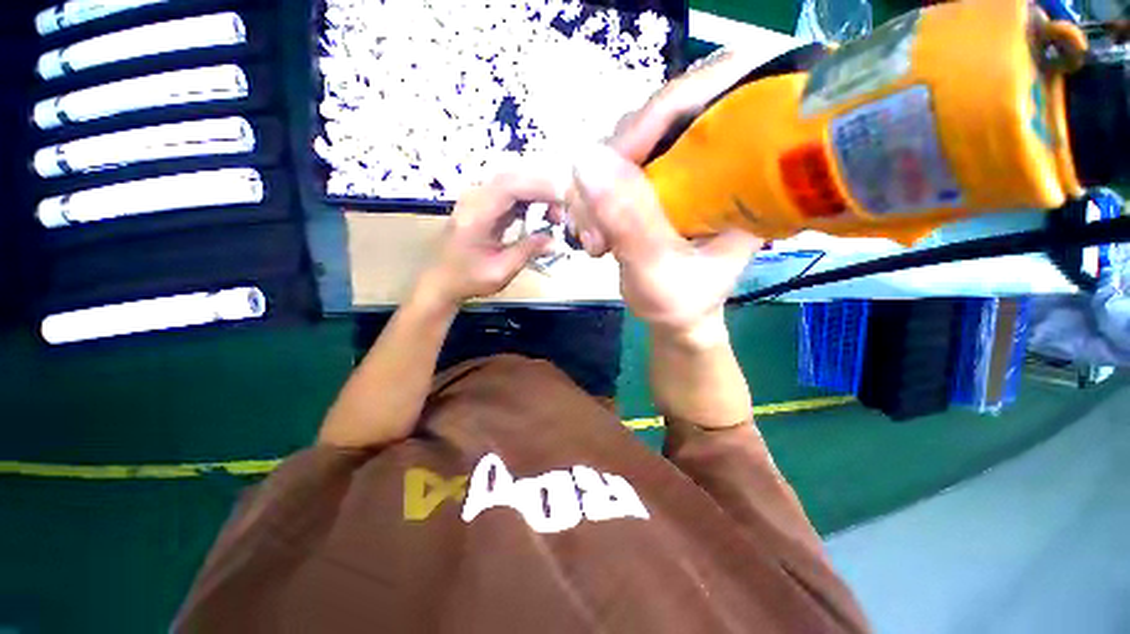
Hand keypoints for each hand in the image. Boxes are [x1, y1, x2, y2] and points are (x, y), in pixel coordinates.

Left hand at [417, 172, 565, 307]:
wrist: (440, 282)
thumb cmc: (468, 279)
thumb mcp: (500, 271)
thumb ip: (527, 251)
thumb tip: (554, 240)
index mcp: (475, 215)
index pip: (510, 188)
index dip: (540, 189)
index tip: (563, 201)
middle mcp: (474, 200)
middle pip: (512, 179)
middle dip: (542, 190)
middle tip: (562, 212)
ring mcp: (476, 200)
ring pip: (512, 183)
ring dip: (536, 194)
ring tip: (554, 215)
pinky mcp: (481, 206)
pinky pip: (508, 194)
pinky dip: (528, 201)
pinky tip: (540, 215)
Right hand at [567, 51, 766, 337]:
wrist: (676, 316)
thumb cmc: (682, 302)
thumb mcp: (659, 271)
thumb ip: (630, 221)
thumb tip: (586, 159)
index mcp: (749, 171)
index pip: (721, 89)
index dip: (664, 109)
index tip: (619, 160)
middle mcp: (718, 155)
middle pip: (659, 113)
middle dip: (615, 164)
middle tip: (597, 222)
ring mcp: (682, 165)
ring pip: (627, 141)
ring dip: (597, 189)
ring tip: (594, 240)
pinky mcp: (656, 179)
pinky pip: (613, 166)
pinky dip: (593, 196)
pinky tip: (593, 232)